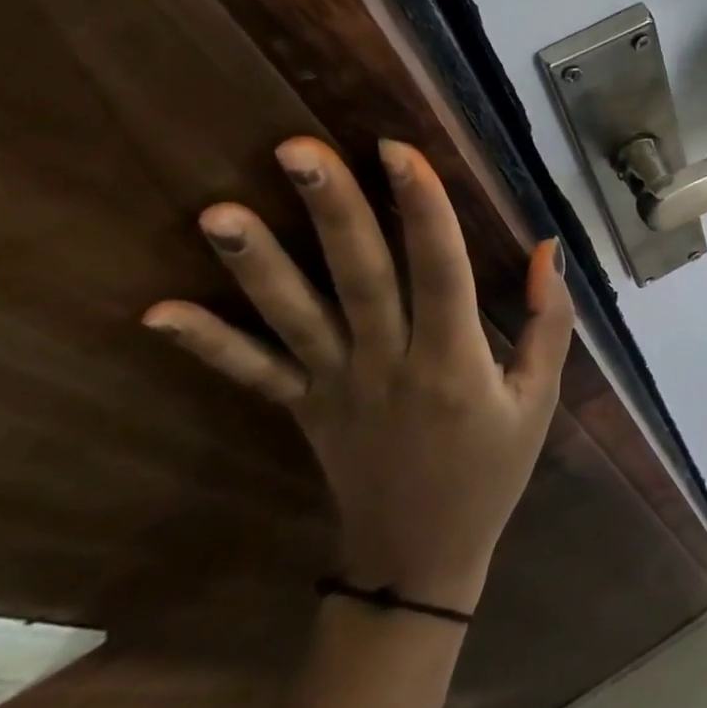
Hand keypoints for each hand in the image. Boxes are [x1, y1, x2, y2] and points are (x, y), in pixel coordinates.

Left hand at [142, 137, 574, 613]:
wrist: (422, 558)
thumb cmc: (492, 469)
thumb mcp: (539, 399)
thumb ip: (550, 323)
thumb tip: (547, 248)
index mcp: (455, 362)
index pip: (440, 272)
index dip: (424, 210)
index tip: (399, 149)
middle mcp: (390, 365)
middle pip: (361, 278)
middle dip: (333, 211)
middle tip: (297, 150)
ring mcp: (337, 387)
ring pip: (296, 318)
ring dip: (257, 265)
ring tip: (215, 213)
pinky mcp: (303, 408)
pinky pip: (253, 375)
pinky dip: (208, 345)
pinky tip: (156, 314)